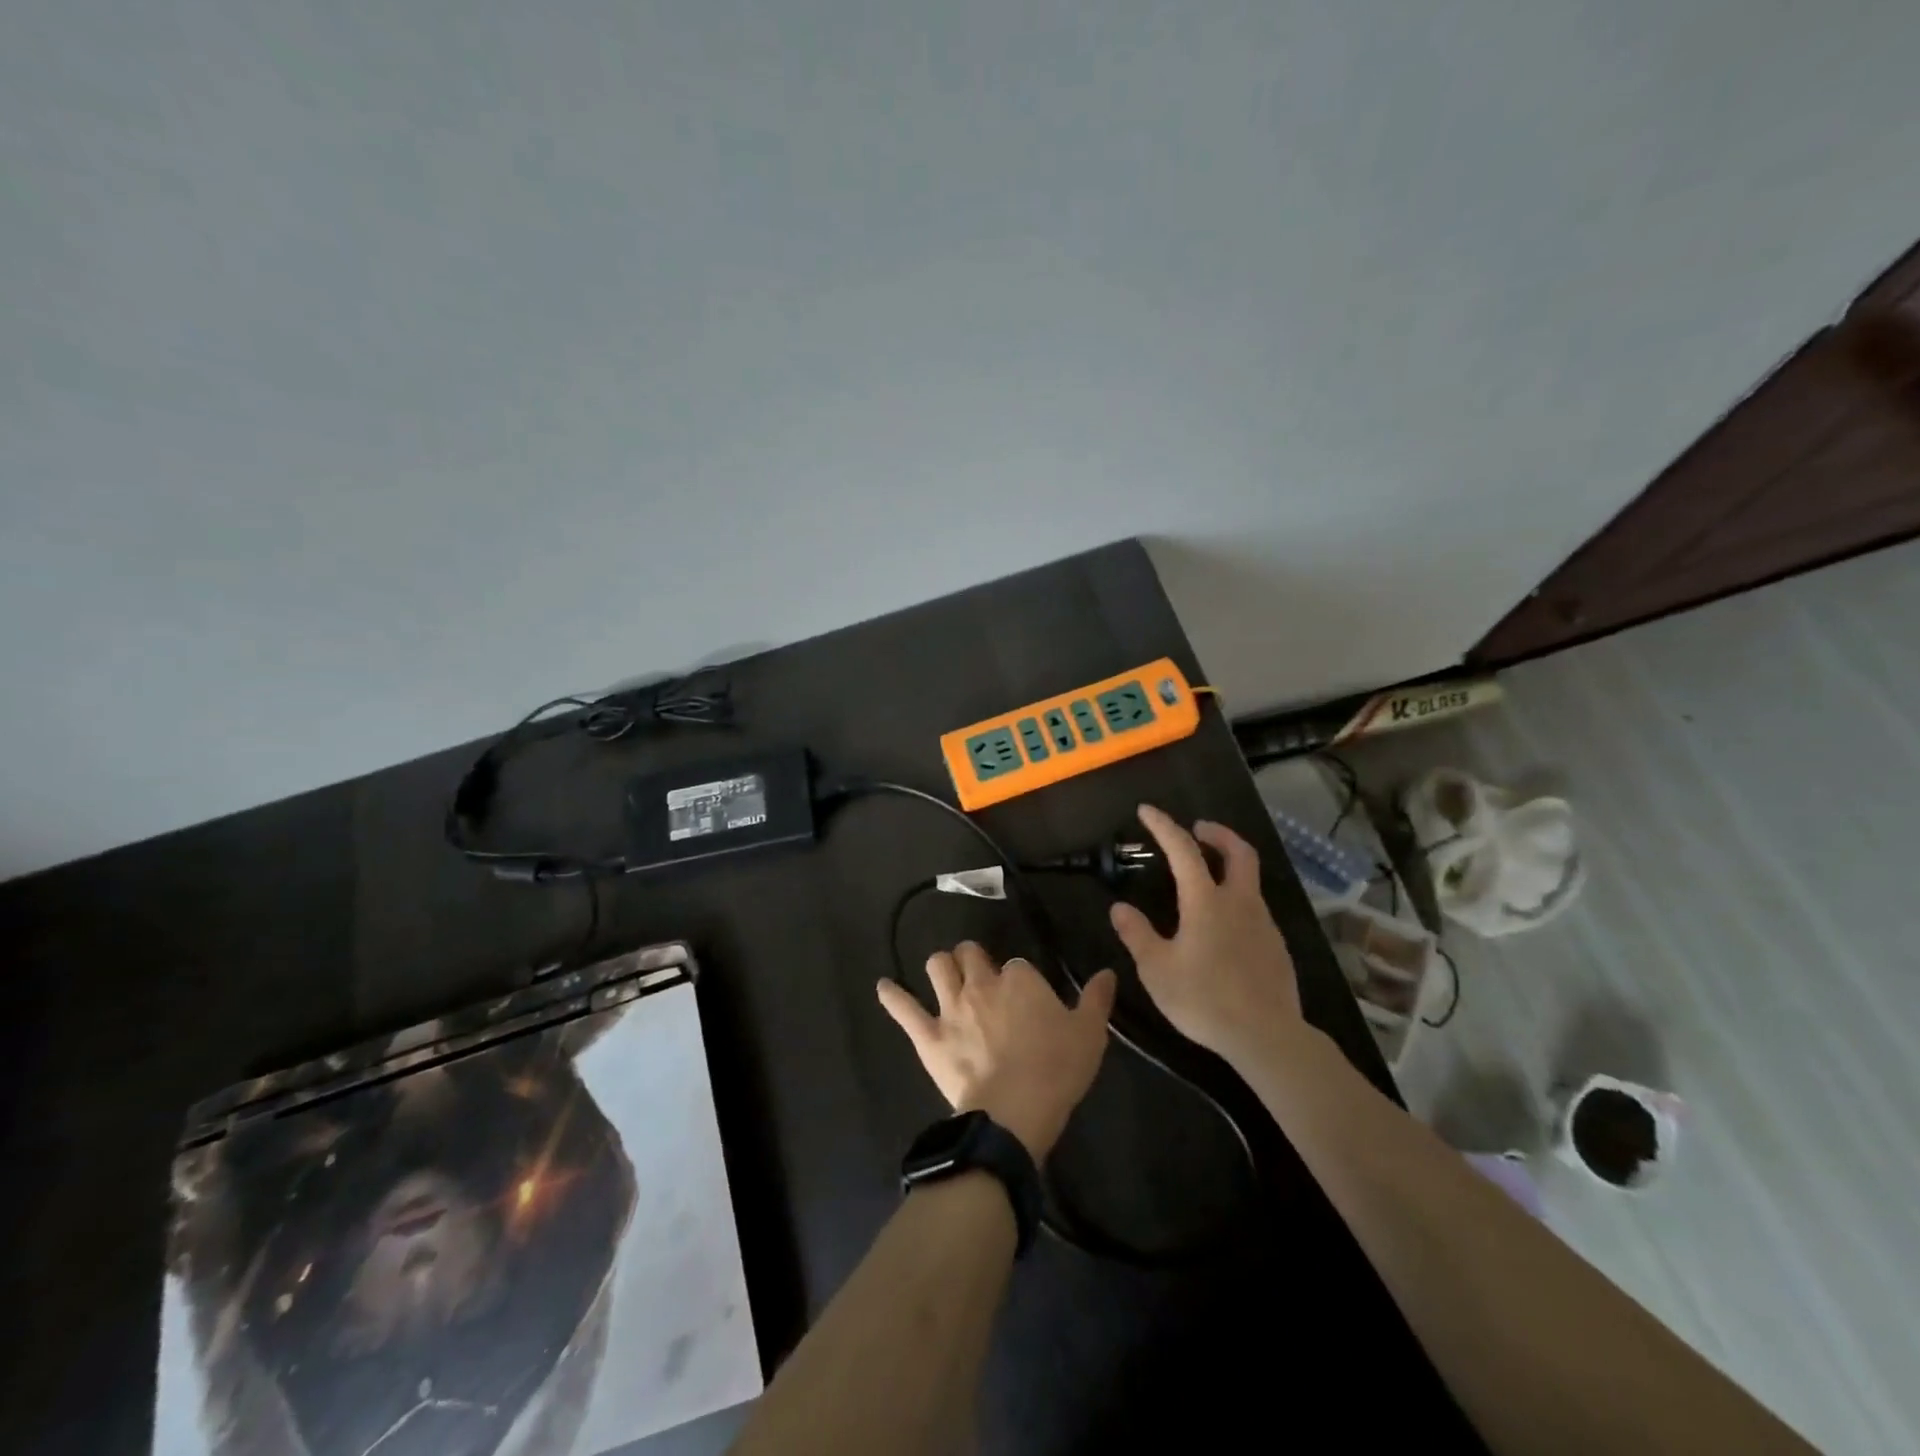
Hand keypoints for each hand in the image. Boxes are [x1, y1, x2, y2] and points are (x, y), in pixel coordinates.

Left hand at [876, 942, 1116, 1161]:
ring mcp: (950, 1007)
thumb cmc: (1056, 1071)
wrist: (1014, 1112)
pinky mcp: (928, 1035)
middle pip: (970, 954)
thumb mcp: (1089, 1034)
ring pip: (937, 966)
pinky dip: (892, 996)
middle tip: (980, 976)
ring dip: (941, 967)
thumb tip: (1108, 972)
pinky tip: (884, 987)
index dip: (1020, 979)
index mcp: (1020, 979)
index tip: (1025, 998)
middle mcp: (981, 983)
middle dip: (974, 959)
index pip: (1017, 965)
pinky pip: (904, 1008)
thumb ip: (1097, 999)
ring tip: (945, 976)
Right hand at [1109, 804, 1301, 1068]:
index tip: (1147, 811)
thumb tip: (1120, 908)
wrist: (1266, 1036)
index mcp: (1206, 901)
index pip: (1183, 849)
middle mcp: (1240, 903)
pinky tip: (1224, 927)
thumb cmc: (1204, 999)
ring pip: (1250, 881)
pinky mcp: (1276, 947)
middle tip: (1197, 830)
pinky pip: (1255, 910)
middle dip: (1217, 833)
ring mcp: (1264, 924)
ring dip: (1229, 868)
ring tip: (1205, 881)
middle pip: (1238, 852)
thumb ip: (1137, 934)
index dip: (1163, 826)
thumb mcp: (1157, 969)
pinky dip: (1238, 900)